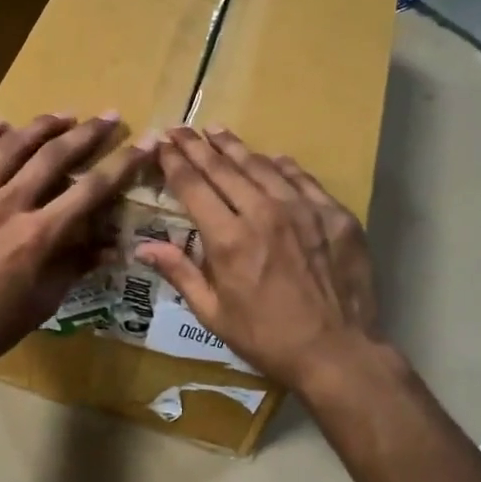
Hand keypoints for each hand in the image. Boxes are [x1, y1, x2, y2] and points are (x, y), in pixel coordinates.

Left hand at [0, 114, 145, 377]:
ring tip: (62, 115)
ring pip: (10, 146)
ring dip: (40, 126)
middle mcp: (8, 205)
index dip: (123, 164)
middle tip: (109, 116)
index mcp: (38, 235)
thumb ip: (76, 266)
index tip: (145, 142)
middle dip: (87, 133)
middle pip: (54, 156)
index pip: (91, 190)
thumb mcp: (44, 302)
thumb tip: (111, 246)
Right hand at [135, 127, 387, 394]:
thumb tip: (142, 247)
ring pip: (262, 167)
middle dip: (197, 147)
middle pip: (223, 169)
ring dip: (235, 147)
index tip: (162, 144)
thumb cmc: (267, 339)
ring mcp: (303, 210)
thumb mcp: (213, 314)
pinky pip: (303, 180)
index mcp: (228, 239)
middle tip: (181, 129)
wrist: (338, 352)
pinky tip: (272, 158)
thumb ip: (180, 273)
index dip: (174, 163)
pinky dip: (282, 166)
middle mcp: (263, 214)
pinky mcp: (335, 216)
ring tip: (217, 131)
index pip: (193, 187)